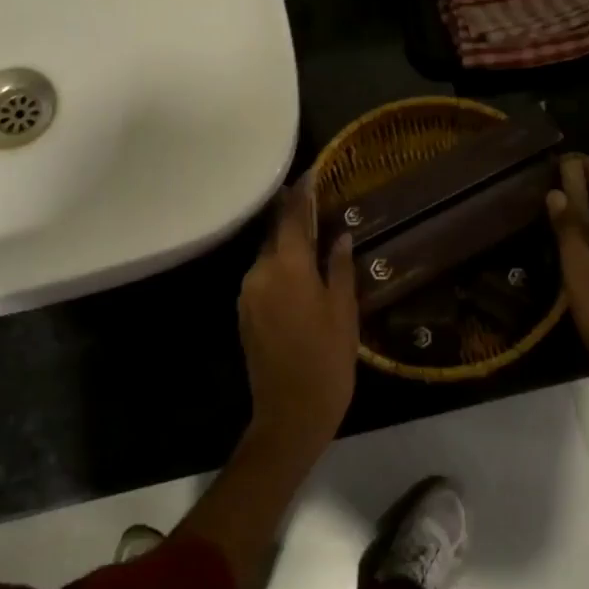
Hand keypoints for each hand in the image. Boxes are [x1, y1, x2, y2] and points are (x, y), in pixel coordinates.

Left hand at [238, 180, 358, 452]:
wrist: (289, 415)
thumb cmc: (327, 362)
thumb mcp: (344, 312)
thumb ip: (339, 268)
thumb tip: (340, 235)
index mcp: (287, 268)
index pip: (291, 218)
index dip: (302, 194)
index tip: (310, 173)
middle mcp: (259, 273)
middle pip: (275, 234)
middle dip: (293, 217)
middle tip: (317, 203)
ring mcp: (248, 294)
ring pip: (268, 256)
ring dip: (287, 244)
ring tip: (313, 236)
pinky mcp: (244, 313)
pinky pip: (263, 277)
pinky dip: (280, 267)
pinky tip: (300, 271)